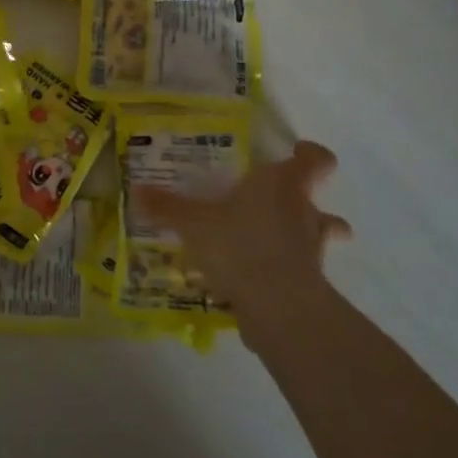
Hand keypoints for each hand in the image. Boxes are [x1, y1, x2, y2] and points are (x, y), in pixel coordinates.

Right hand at [132, 141, 351, 330]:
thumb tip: (136, 191)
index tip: (297, 152)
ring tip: (271, 245)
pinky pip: (301, 272)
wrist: (277, 306)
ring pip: (319, 239)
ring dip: (303, 240)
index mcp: (283, 184)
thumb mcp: (193, 223)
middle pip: (321, 203)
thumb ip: (167, 207)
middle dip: (308, 204)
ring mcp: (313, 251)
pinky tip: (258, 280)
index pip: (316, 160)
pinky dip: (286, 272)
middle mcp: (304, 212)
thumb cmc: (238, 244)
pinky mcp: (311, 285)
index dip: (310, 155)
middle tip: (280, 206)